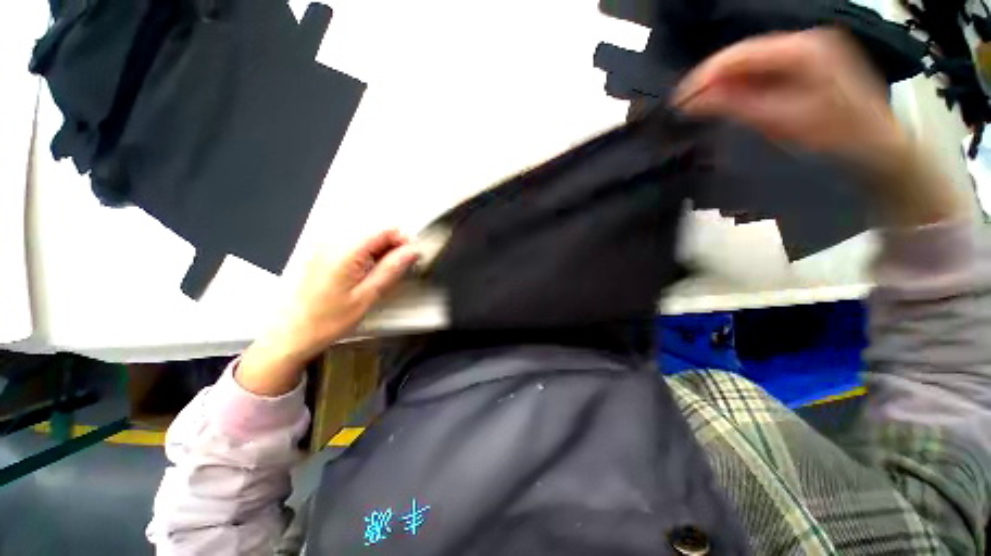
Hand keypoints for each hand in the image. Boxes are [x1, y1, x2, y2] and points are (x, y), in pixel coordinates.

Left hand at [238, 230, 418, 395]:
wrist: (289, 334)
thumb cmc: (328, 320)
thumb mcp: (367, 296)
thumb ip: (391, 269)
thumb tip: (413, 251)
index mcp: (346, 250)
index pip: (385, 230)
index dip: (403, 242)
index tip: (409, 260)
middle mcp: (332, 241)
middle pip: (374, 232)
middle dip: (391, 249)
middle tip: (393, 274)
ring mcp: (323, 246)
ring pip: (364, 239)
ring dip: (378, 254)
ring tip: (376, 279)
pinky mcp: (319, 253)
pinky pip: (351, 246)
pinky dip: (364, 257)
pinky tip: (362, 277)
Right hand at [673, 29, 967, 225]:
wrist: (876, 147)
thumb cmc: (834, 136)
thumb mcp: (781, 121)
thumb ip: (736, 105)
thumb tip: (692, 101)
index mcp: (802, 50)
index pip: (739, 54)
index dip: (705, 75)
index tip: (678, 99)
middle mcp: (803, 41)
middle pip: (744, 56)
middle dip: (712, 81)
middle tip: (685, 105)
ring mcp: (807, 50)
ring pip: (751, 63)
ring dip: (725, 84)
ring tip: (701, 106)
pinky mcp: (807, 64)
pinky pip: (763, 71)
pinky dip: (742, 86)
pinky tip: (728, 102)